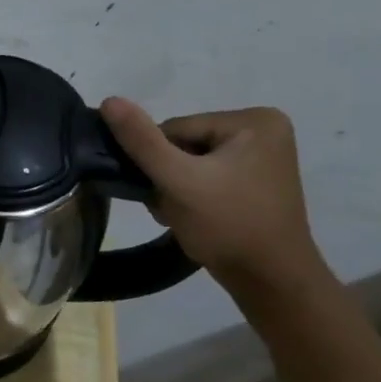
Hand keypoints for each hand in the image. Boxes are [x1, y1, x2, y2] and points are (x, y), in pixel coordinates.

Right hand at [99, 98, 327, 292]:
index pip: (176, 129)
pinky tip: (194, 215)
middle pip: (184, 144)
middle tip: (172, 208)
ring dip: (175, 187)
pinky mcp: (257, 179)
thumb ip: (141, 140)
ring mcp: (263, 155)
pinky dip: (192, 194)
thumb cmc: (228, 226)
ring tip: (182, 214)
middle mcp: (264, 129)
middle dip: (168, 176)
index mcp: (254, 120)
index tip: (166, 192)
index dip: (159, 161)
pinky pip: (207, 175)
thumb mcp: (178, 180)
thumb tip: (109, 100)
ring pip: (190, 161)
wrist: (270, 281)